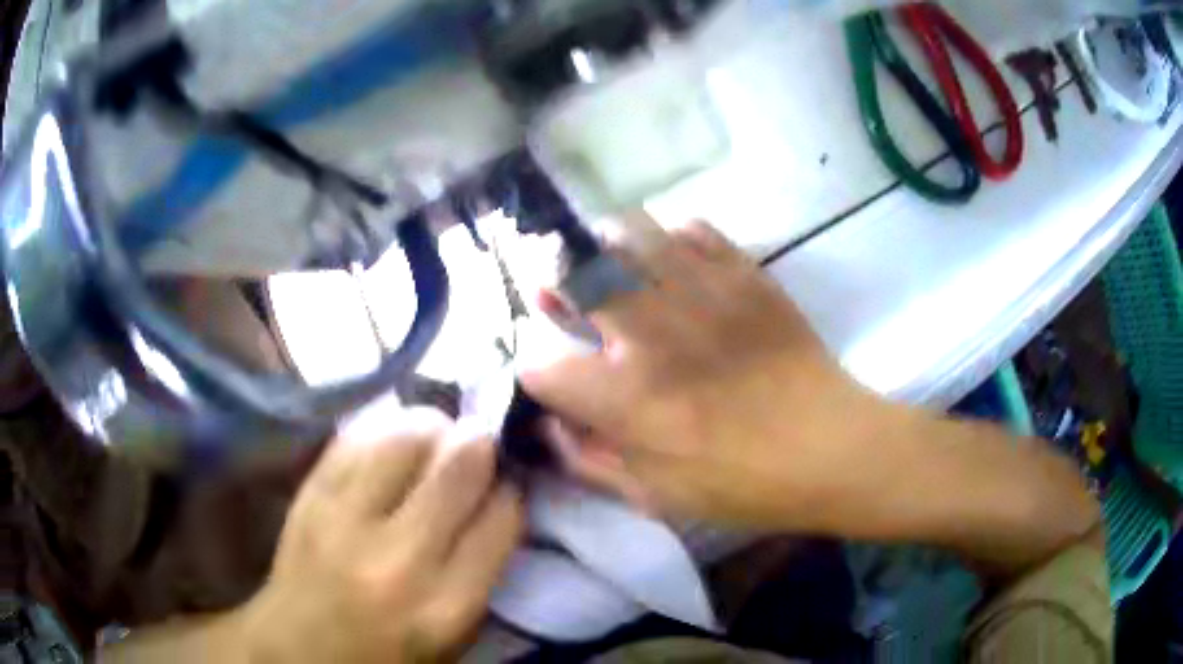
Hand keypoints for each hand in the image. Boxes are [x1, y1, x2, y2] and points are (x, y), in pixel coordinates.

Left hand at [237, 407, 523, 662]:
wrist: (299, 649)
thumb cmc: (387, 653)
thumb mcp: (455, 635)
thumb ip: (485, 569)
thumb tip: (500, 494)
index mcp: (445, 604)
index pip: (502, 515)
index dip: (512, 489)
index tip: (508, 482)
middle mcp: (397, 557)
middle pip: (460, 463)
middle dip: (480, 444)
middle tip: (477, 448)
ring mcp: (344, 518)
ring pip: (407, 433)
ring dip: (432, 427)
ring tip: (433, 441)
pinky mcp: (309, 493)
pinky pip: (359, 434)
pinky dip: (385, 428)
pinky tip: (390, 445)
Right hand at [522, 217, 905, 530]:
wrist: (832, 448)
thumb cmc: (745, 485)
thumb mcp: (658, 498)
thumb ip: (591, 463)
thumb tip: (552, 426)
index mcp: (628, 400)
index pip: (543, 368)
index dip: (536, 373)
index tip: (551, 381)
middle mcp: (654, 336)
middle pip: (575, 278)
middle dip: (554, 284)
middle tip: (558, 293)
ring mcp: (702, 295)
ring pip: (628, 237)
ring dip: (603, 249)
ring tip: (605, 264)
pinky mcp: (744, 277)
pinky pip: (693, 231)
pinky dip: (670, 238)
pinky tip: (672, 258)